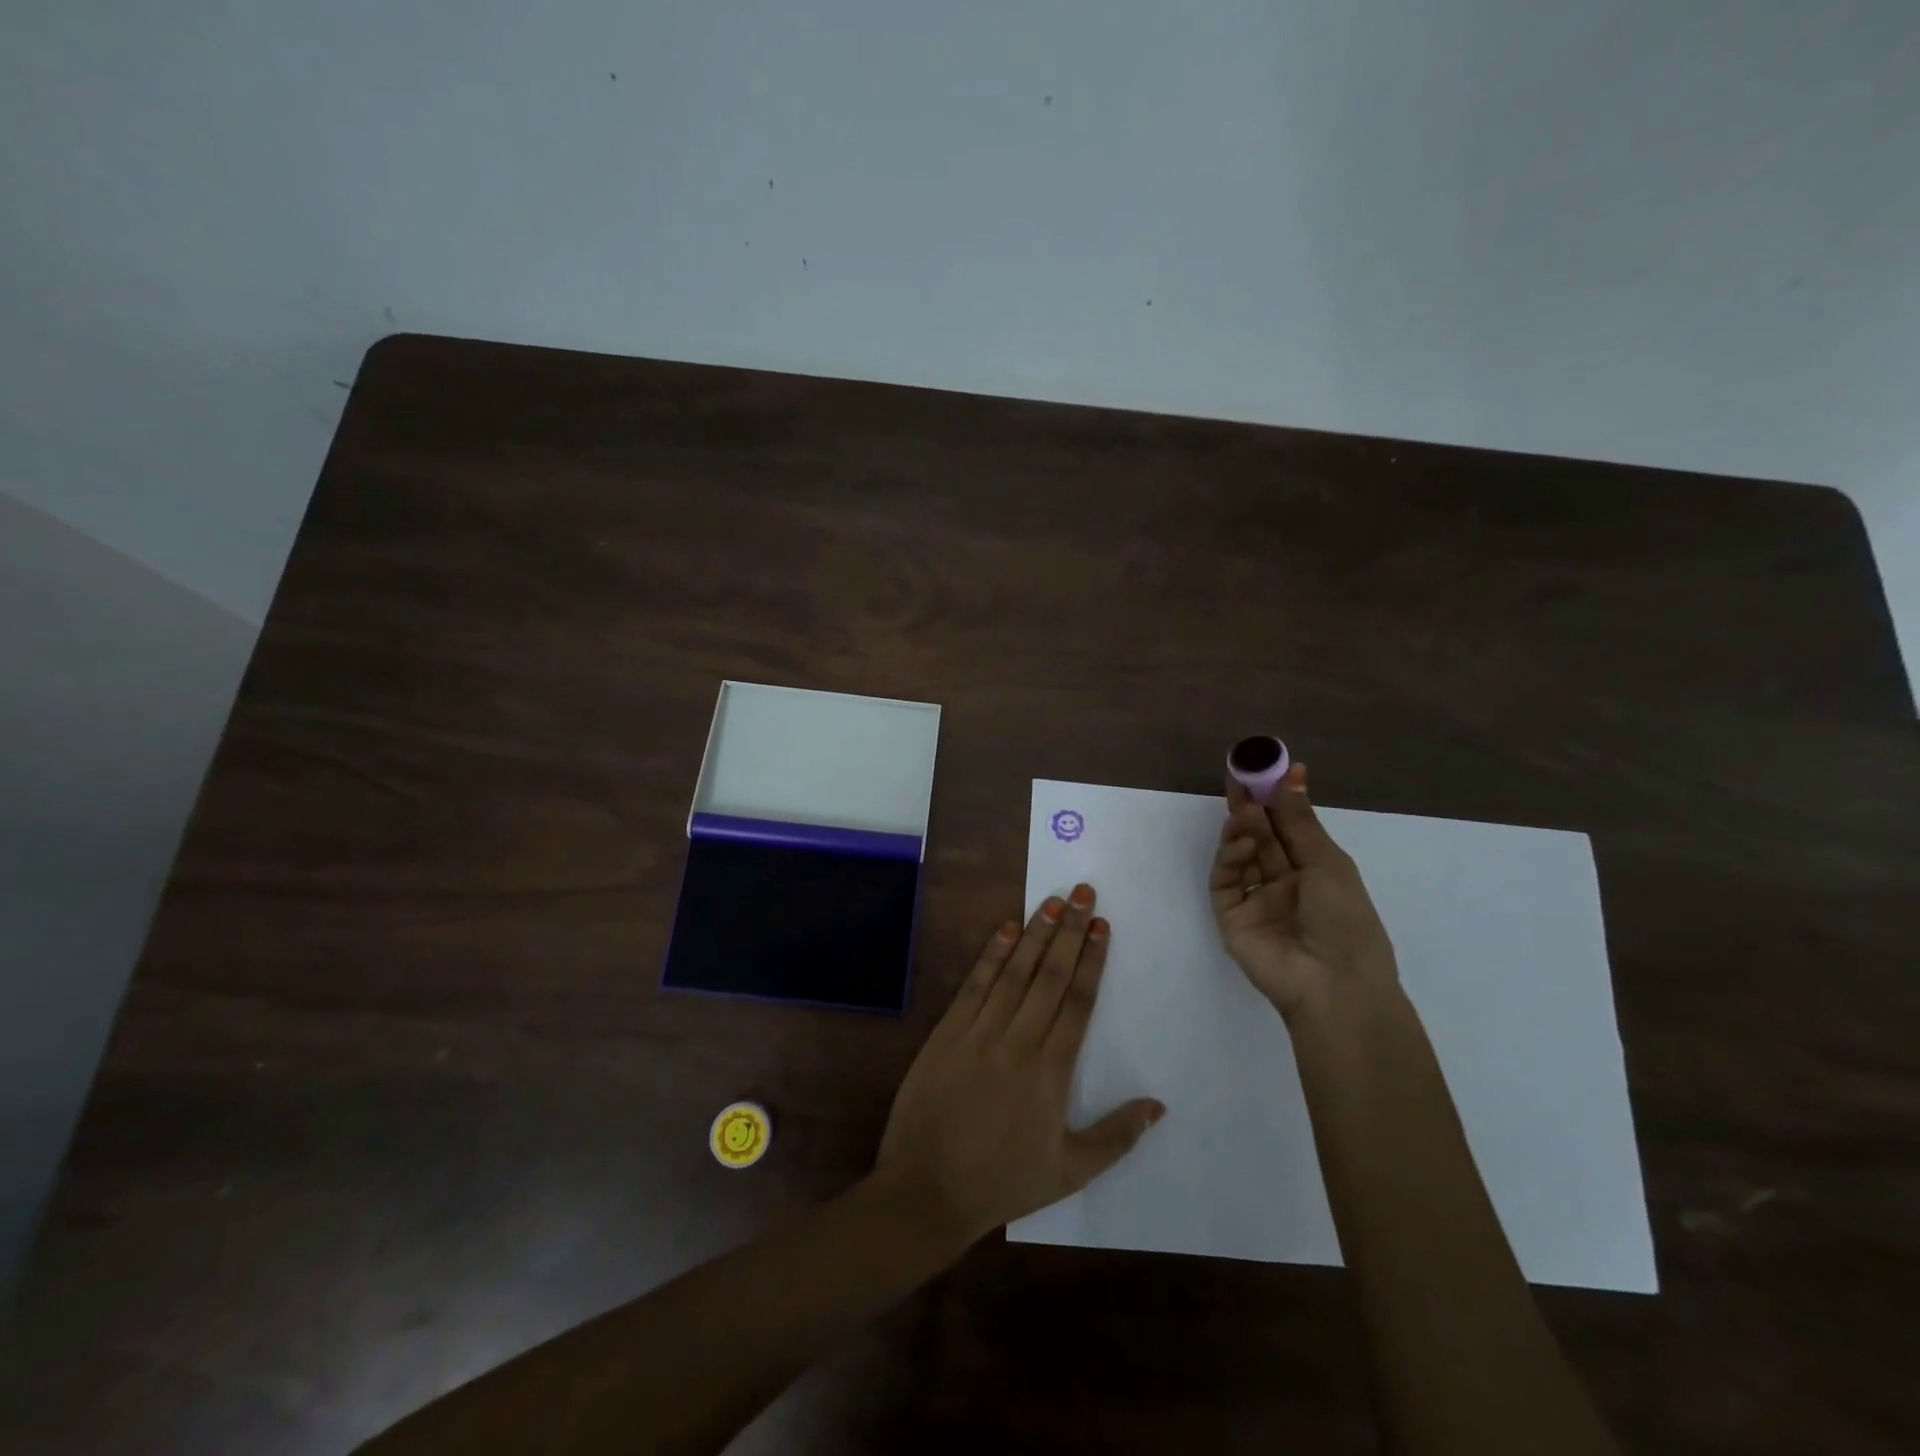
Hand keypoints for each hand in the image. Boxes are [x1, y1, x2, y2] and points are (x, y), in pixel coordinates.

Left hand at [874, 885, 1163, 1246]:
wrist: (927, 1190)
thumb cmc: (1002, 1182)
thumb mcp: (1069, 1171)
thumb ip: (1116, 1137)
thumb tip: (1158, 1105)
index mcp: (1051, 1072)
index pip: (1077, 1003)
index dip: (1091, 961)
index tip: (1101, 926)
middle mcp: (1018, 1041)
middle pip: (1049, 976)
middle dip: (1069, 932)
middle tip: (1083, 893)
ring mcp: (979, 1033)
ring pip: (1014, 973)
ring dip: (1034, 933)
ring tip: (1052, 901)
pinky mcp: (947, 1033)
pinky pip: (974, 986)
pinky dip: (990, 956)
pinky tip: (1004, 929)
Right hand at [1209, 762, 1397, 1021]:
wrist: (1333, 985)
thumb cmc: (1346, 921)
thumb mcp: (1328, 863)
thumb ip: (1300, 820)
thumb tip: (1294, 773)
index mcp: (1315, 873)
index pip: (1289, 829)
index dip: (1278, 799)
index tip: (1267, 769)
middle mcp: (1285, 884)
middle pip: (1262, 838)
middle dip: (1252, 808)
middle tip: (1240, 778)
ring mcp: (1256, 901)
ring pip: (1241, 856)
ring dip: (1242, 830)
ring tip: (1245, 810)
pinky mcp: (1231, 917)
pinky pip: (1226, 881)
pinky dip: (1230, 858)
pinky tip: (1243, 842)